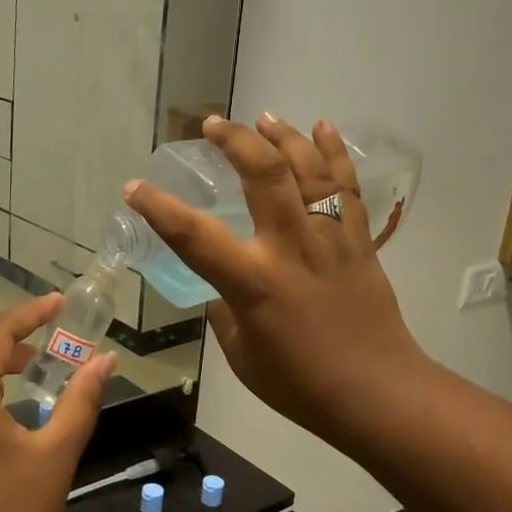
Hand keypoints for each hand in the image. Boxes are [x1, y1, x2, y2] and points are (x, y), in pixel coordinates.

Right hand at [125, 116, 428, 452]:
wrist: (377, 393)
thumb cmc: (301, 385)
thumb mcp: (243, 356)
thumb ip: (227, 315)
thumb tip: (225, 292)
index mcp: (253, 282)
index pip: (194, 236)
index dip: (159, 208)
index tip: (135, 187)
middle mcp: (290, 247)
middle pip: (263, 175)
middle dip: (234, 142)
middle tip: (213, 125)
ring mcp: (330, 238)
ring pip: (308, 170)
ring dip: (283, 136)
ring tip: (262, 118)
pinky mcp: (359, 241)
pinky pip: (346, 186)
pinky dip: (334, 152)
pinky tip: (322, 127)